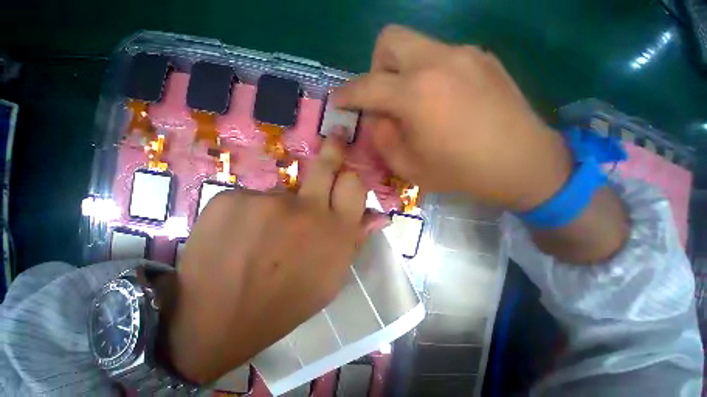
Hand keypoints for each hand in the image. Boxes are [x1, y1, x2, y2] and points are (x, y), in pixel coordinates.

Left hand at [165, 138, 373, 383]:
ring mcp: (267, 201)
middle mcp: (307, 209)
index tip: (347, 171)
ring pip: (282, 191)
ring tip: (263, 237)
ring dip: (280, 206)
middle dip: (334, 150)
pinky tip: (237, 239)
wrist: (217, 321)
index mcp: (336, 232)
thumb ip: (355, 240)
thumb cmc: (285, 303)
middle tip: (337, 138)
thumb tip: (380, 216)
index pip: (354, 185)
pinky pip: (249, 197)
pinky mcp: (230, 198)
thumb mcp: (331, 277)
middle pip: (326, 166)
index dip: (351, 177)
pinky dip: (248, 214)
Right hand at [335, 25, 571, 210]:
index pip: (366, 86)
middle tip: (384, 98)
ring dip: (403, 72)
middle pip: (389, 40)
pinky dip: (429, 74)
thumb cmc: (459, 172)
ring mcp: (464, 54)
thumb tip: (376, 117)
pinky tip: (443, 101)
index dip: (347, 94)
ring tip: (415, 104)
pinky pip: (441, 56)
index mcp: (416, 94)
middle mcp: (438, 61)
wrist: (521, 163)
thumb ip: (383, 139)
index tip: (339, 102)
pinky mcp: (483, 57)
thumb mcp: (408, 167)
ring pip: (416, 46)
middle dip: (376, 68)